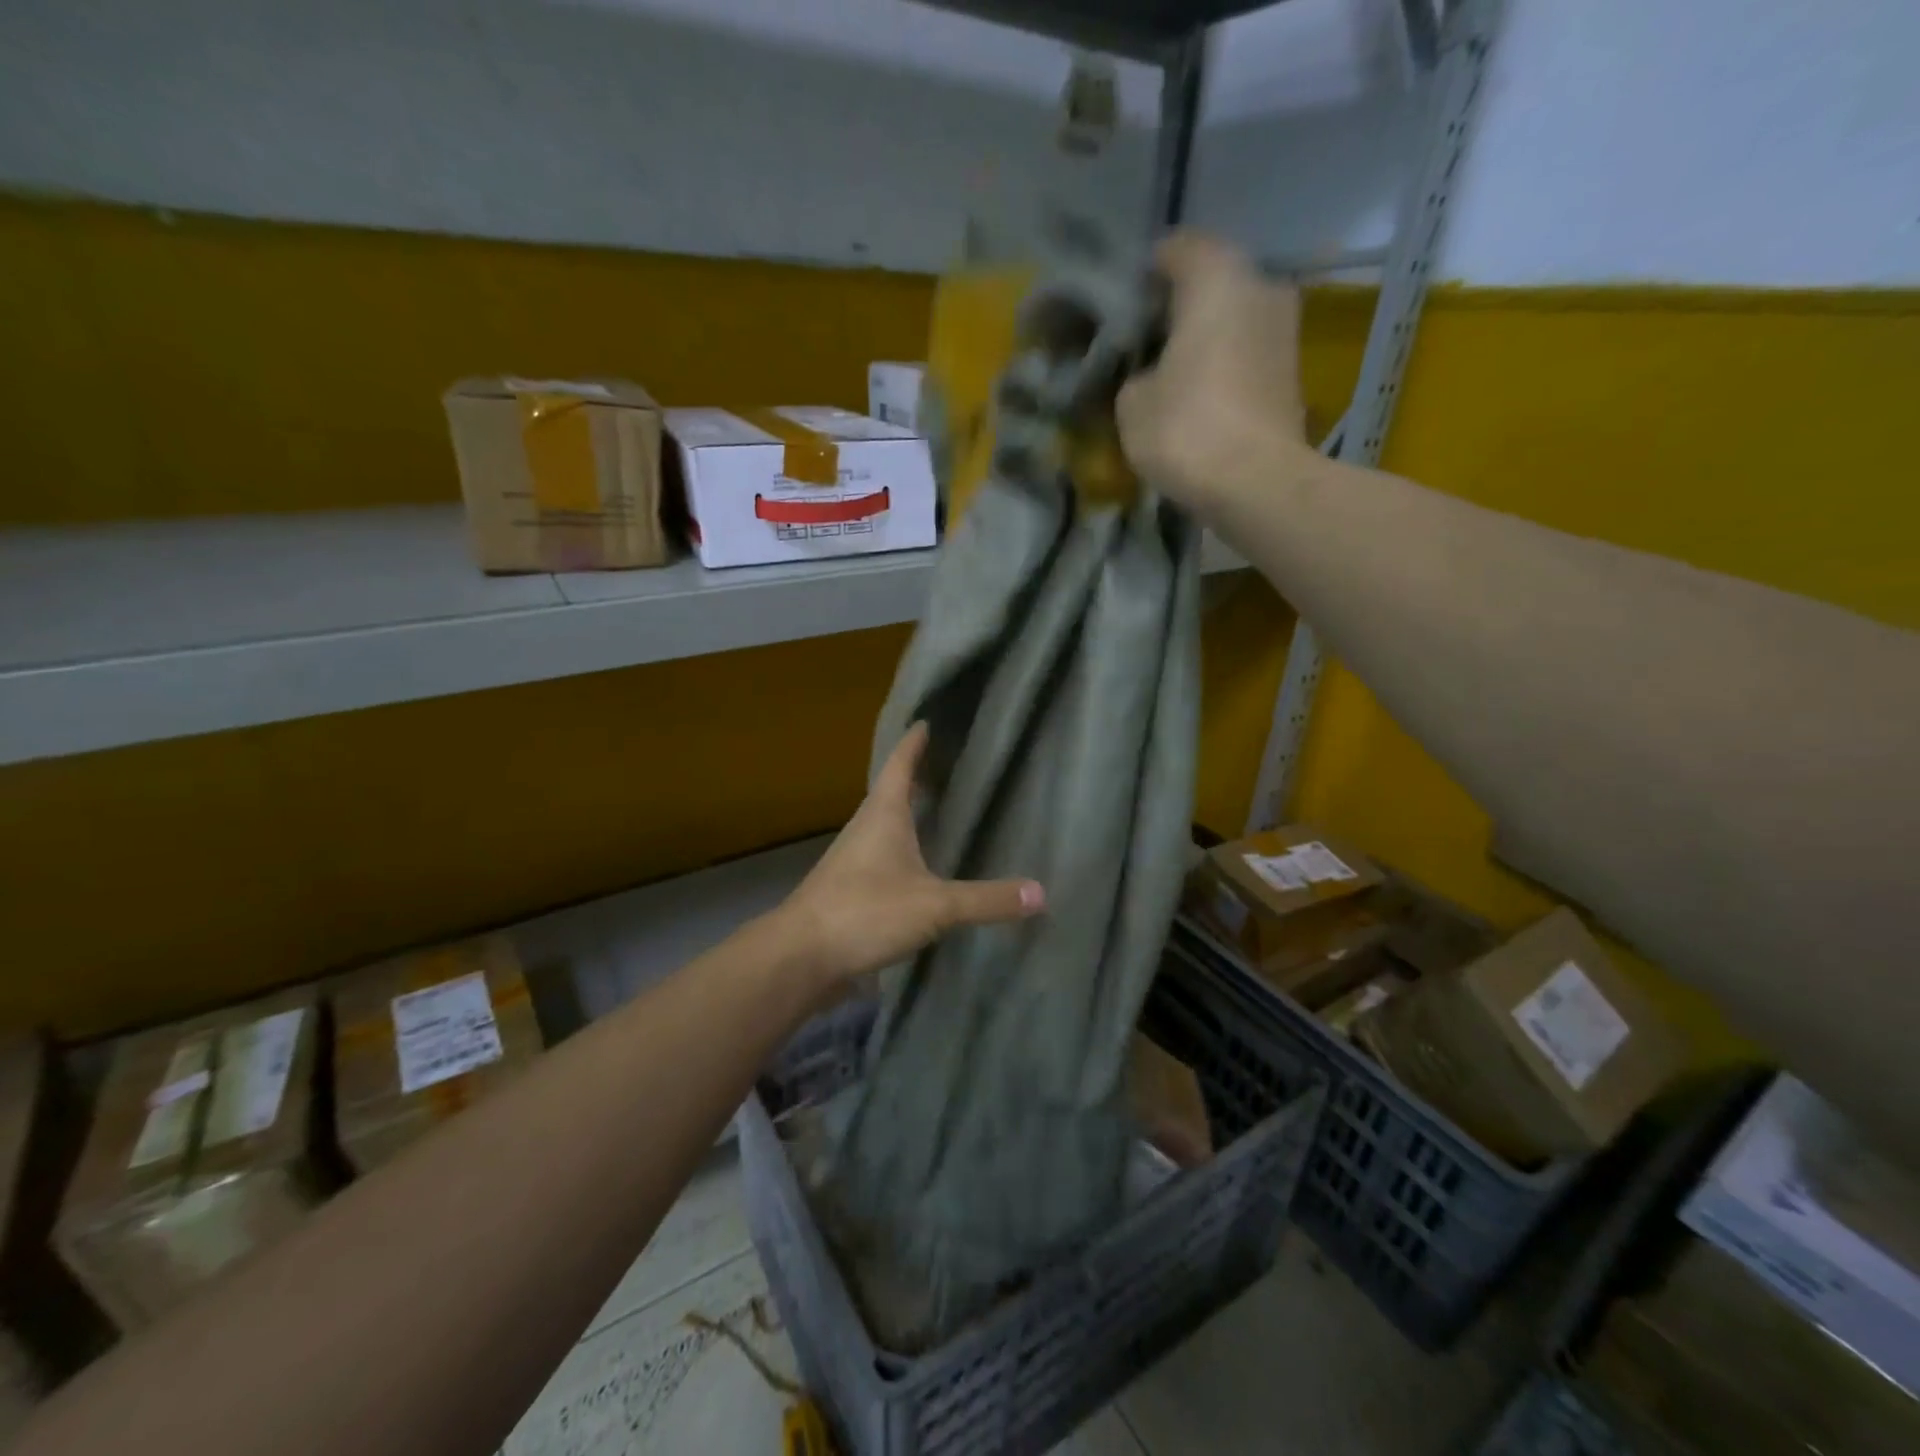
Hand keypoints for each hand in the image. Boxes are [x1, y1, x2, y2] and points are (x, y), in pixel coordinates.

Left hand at [777, 723, 1044, 1005]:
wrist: (800, 957)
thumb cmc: (865, 912)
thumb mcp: (935, 905)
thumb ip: (987, 900)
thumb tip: (1041, 893)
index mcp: (883, 814)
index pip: (901, 764)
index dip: (914, 742)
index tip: (926, 720)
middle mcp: (866, 828)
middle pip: (892, 791)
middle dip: (917, 776)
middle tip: (947, 764)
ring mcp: (854, 859)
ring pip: (886, 825)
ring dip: (909, 814)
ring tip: (939, 810)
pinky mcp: (850, 889)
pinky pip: (883, 857)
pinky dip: (904, 850)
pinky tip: (921, 867)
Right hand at [1117, 232, 1310, 518]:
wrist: (1256, 483)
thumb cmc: (1186, 430)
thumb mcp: (1132, 402)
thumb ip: (1135, 372)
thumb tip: (1150, 373)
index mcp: (1216, 278)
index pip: (1177, 248)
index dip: (1145, 273)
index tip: (1124, 304)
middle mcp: (1260, 286)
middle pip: (1211, 281)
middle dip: (1178, 306)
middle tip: (1143, 339)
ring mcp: (1284, 328)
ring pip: (1232, 317)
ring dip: (1203, 337)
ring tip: (1168, 370)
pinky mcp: (1291, 370)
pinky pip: (1246, 351)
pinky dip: (1223, 363)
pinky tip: (1197, 393)